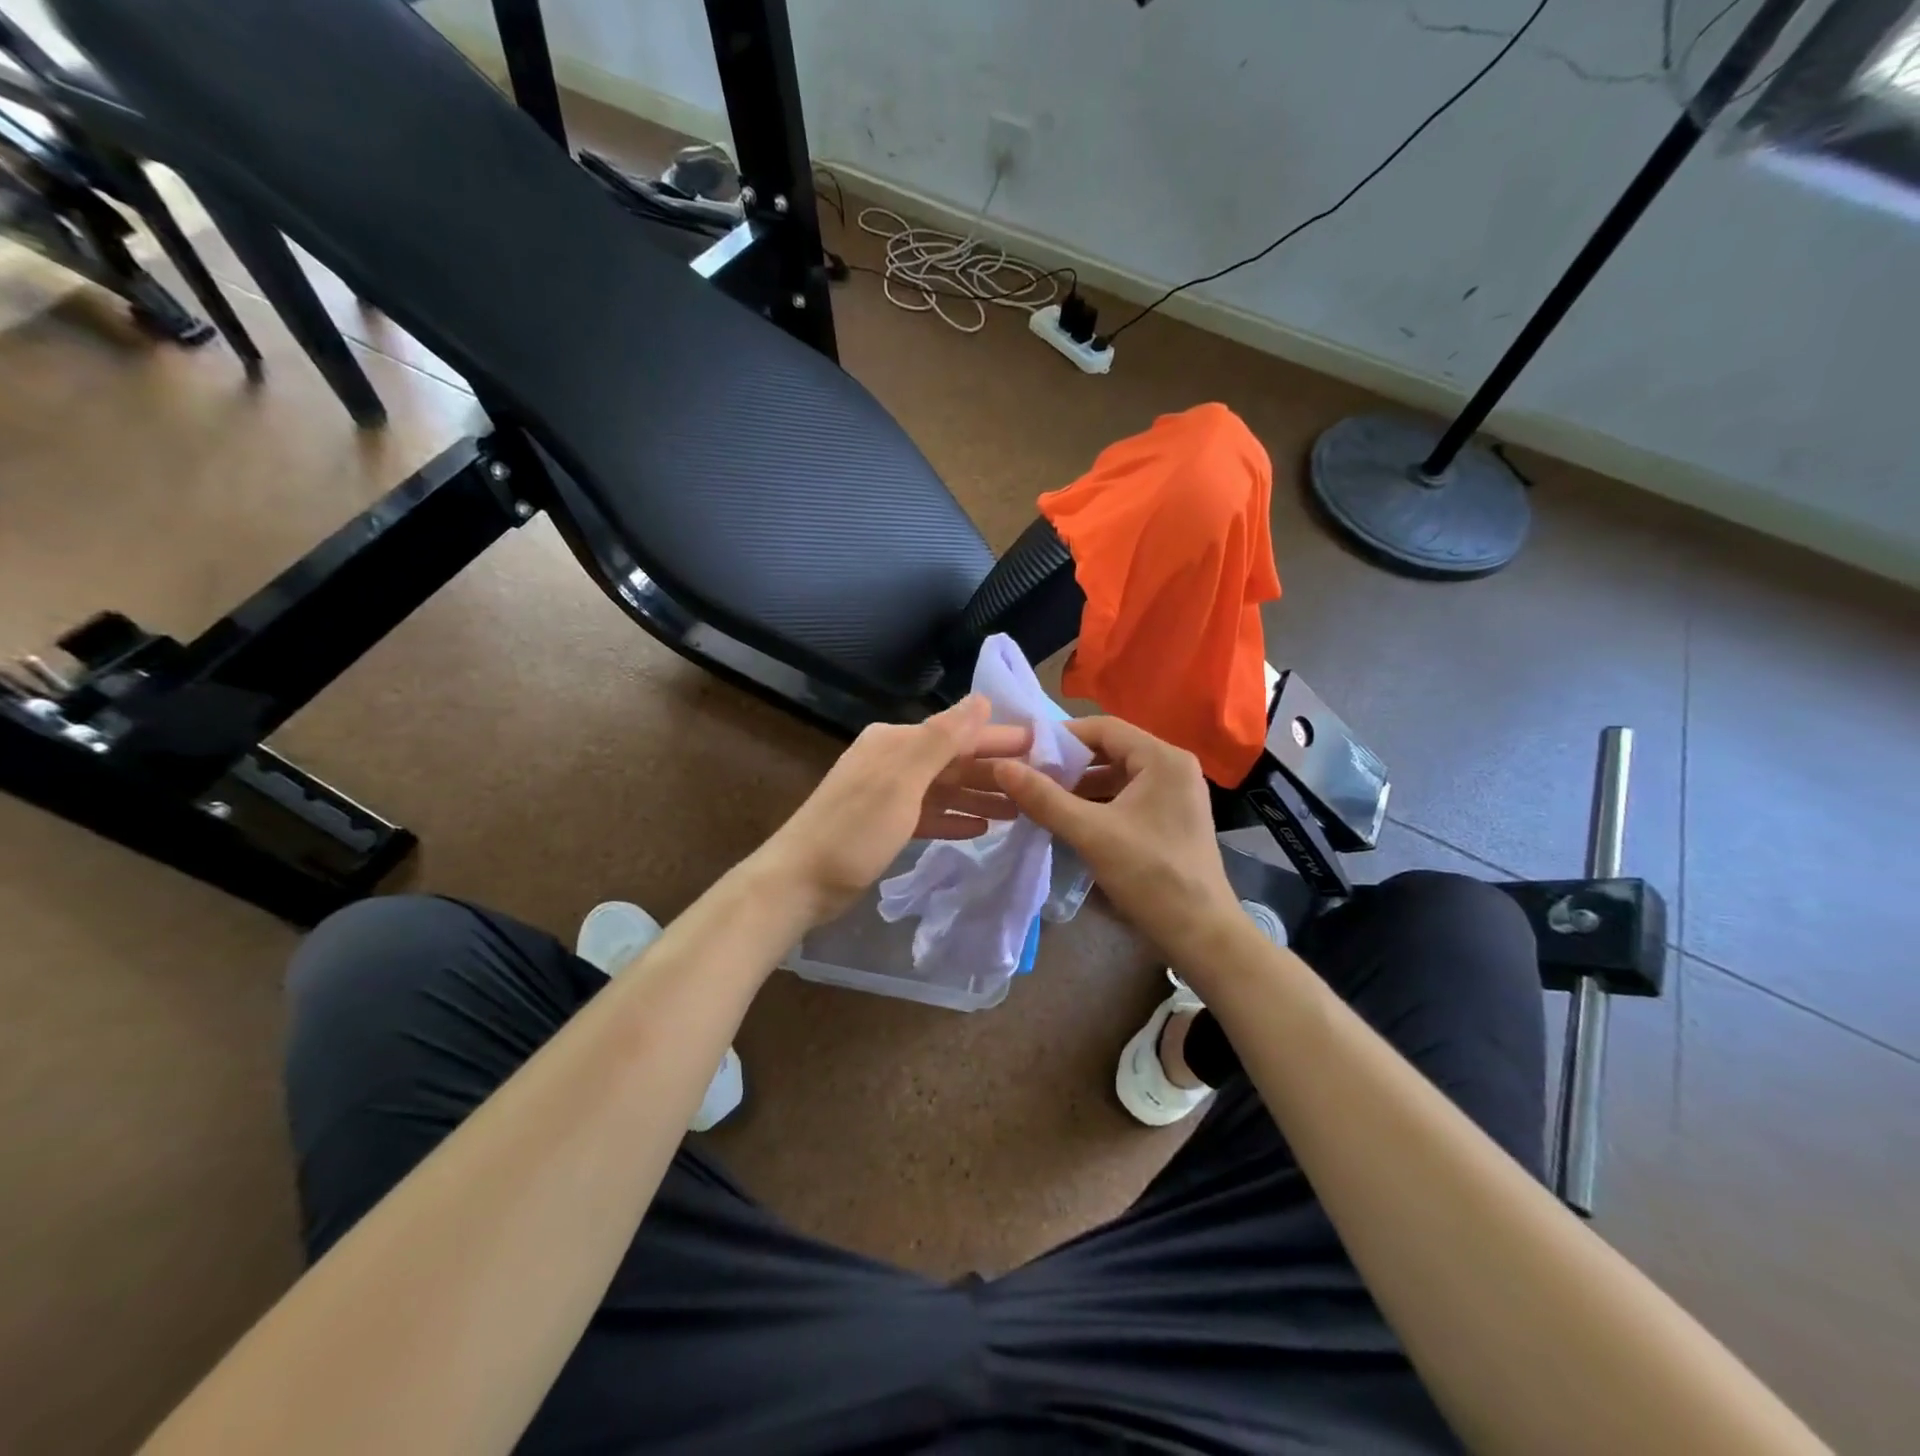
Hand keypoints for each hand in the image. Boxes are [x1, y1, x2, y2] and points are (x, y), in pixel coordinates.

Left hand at [761, 696, 1033, 924]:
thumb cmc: (854, 830)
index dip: (1001, 739)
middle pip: (954, 761)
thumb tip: (981, 699)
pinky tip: (981, 828)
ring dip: (980, 797)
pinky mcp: (885, 825)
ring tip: (1021, 809)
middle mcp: (894, 761)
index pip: (959, 733)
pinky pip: (929, 814)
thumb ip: (942, 739)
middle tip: (1042, 783)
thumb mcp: (901, 781)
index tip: (1043, 746)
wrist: (800, 882)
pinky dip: (954, 818)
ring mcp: (889, 794)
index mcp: (896, 743)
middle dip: (995, 771)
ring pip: (945, 789)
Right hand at [994, 716, 1238, 958]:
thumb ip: (1044, 798)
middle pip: (1111, 750)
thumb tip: (1001, 767)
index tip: (1025, 752)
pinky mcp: (1171, 818)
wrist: (1201, 934)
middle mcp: (1173, 767)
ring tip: (1041, 798)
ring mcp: (1175, 794)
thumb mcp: (1091, 833)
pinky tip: (1069, 819)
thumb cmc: (1150, 876)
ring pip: (1117, 776)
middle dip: (1069, 764)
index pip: (1103, 728)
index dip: (1061, 736)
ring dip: (1080, 785)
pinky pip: (1127, 797)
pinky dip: (1098, 803)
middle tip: (1029, 777)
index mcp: (1162, 758)